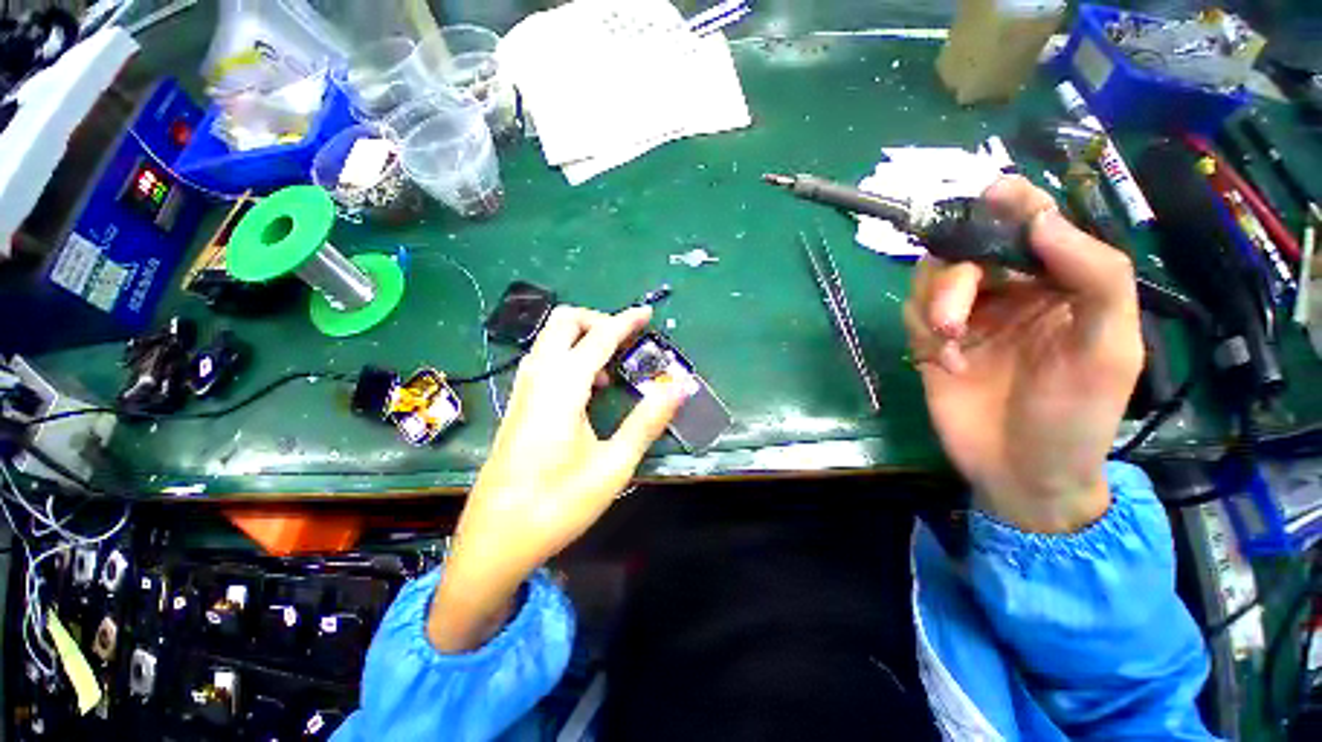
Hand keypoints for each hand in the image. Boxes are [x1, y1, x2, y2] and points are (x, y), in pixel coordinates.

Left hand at [429, 306, 684, 651]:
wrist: (495, 540)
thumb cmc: (559, 504)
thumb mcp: (614, 464)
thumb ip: (648, 420)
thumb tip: (679, 387)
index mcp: (563, 387)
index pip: (599, 337)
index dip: (626, 321)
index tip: (647, 313)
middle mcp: (538, 378)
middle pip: (563, 322)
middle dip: (596, 320)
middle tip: (625, 340)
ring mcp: (523, 390)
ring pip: (549, 339)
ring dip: (581, 338)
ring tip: (611, 366)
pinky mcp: (518, 405)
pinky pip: (544, 360)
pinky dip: (568, 356)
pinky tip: (586, 390)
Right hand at [904, 177, 1142, 532]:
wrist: (1023, 473)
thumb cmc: (1078, 418)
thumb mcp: (1108, 350)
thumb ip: (1095, 278)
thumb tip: (1042, 221)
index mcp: (1060, 285)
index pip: (1034, 226)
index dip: (1013, 203)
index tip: (990, 193)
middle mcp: (1011, 293)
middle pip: (967, 251)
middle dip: (954, 279)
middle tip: (952, 320)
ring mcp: (968, 318)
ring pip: (931, 280)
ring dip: (933, 307)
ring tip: (948, 345)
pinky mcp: (933, 343)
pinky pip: (913, 315)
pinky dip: (922, 333)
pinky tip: (944, 363)